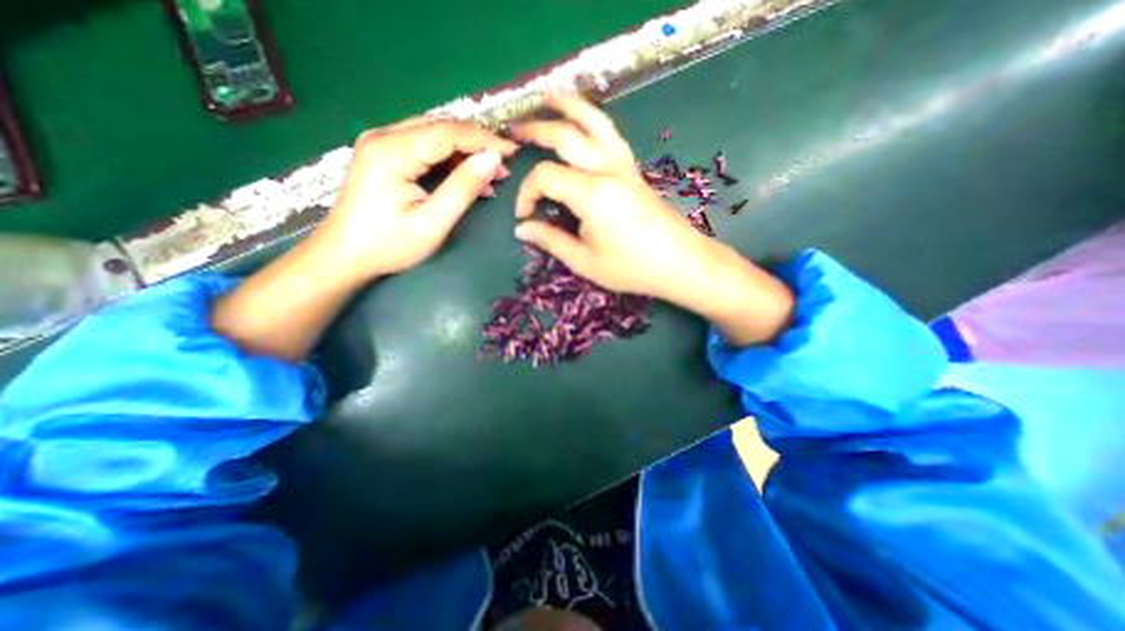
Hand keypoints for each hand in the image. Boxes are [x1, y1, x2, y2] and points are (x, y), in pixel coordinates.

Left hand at [308, 115, 515, 282]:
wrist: (344, 256)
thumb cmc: (389, 245)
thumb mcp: (433, 222)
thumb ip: (463, 188)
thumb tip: (494, 159)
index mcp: (393, 150)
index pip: (449, 132)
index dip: (485, 139)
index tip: (513, 152)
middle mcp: (384, 136)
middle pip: (441, 127)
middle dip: (477, 144)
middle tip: (504, 165)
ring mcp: (380, 142)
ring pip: (434, 135)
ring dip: (464, 151)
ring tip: (490, 174)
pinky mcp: (382, 154)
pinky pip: (423, 146)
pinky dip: (448, 159)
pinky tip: (466, 177)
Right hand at [512, 94, 710, 301]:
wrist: (680, 263)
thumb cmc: (631, 268)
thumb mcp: (584, 261)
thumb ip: (551, 241)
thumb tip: (521, 228)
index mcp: (591, 193)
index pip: (545, 176)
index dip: (527, 192)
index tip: (524, 215)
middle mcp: (607, 170)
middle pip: (567, 135)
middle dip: (537, 130)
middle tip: (516, 132)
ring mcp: (624, 166)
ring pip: (595, 123)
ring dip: (570, 106)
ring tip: (550, 96)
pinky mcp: (635, 171)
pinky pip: (612, 135)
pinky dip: (595, 121)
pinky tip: (587, 123)